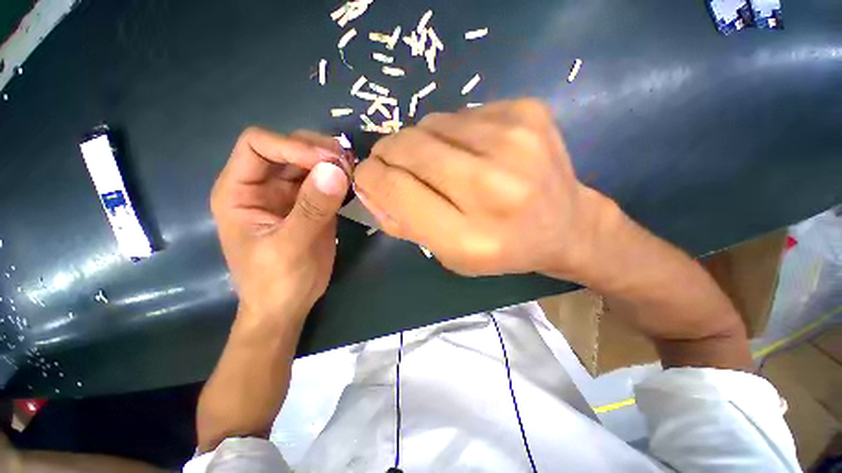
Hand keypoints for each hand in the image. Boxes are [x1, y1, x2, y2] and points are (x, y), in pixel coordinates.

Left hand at [211, 128, 349, 323]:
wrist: (287, 306)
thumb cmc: (275, 282)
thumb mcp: (290, 247)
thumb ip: (312, 209)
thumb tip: (336, 170)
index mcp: (240, 191)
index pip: (258, 145)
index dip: (292, 146)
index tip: (327, 162)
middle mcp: (262, 186)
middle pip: (287, 149)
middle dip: (316, 151)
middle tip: (347, 163)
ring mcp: (288, 195)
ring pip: (308, 163)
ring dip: (331, 162)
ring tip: (354, 170)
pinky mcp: (310, 206)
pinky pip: (324, 182)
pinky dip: (339, 179)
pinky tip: (353, 182)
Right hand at [354, 99, 610, 279]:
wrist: (567, 225)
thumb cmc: (503, 249)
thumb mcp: (449, 255)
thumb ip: (404, 223)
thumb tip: (369, 186)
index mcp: (470, 237)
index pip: (396, 189)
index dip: (371, 177)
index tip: (368, 176)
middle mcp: (493, 188)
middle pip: (409, 148)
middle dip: (389, 153)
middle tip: (394, 163)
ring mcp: (515, 143)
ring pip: (431, 123)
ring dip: (421, 142)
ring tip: (439, 161)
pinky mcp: (528, 112)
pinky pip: (461, 113)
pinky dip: (453, 131)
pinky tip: (472, 150)